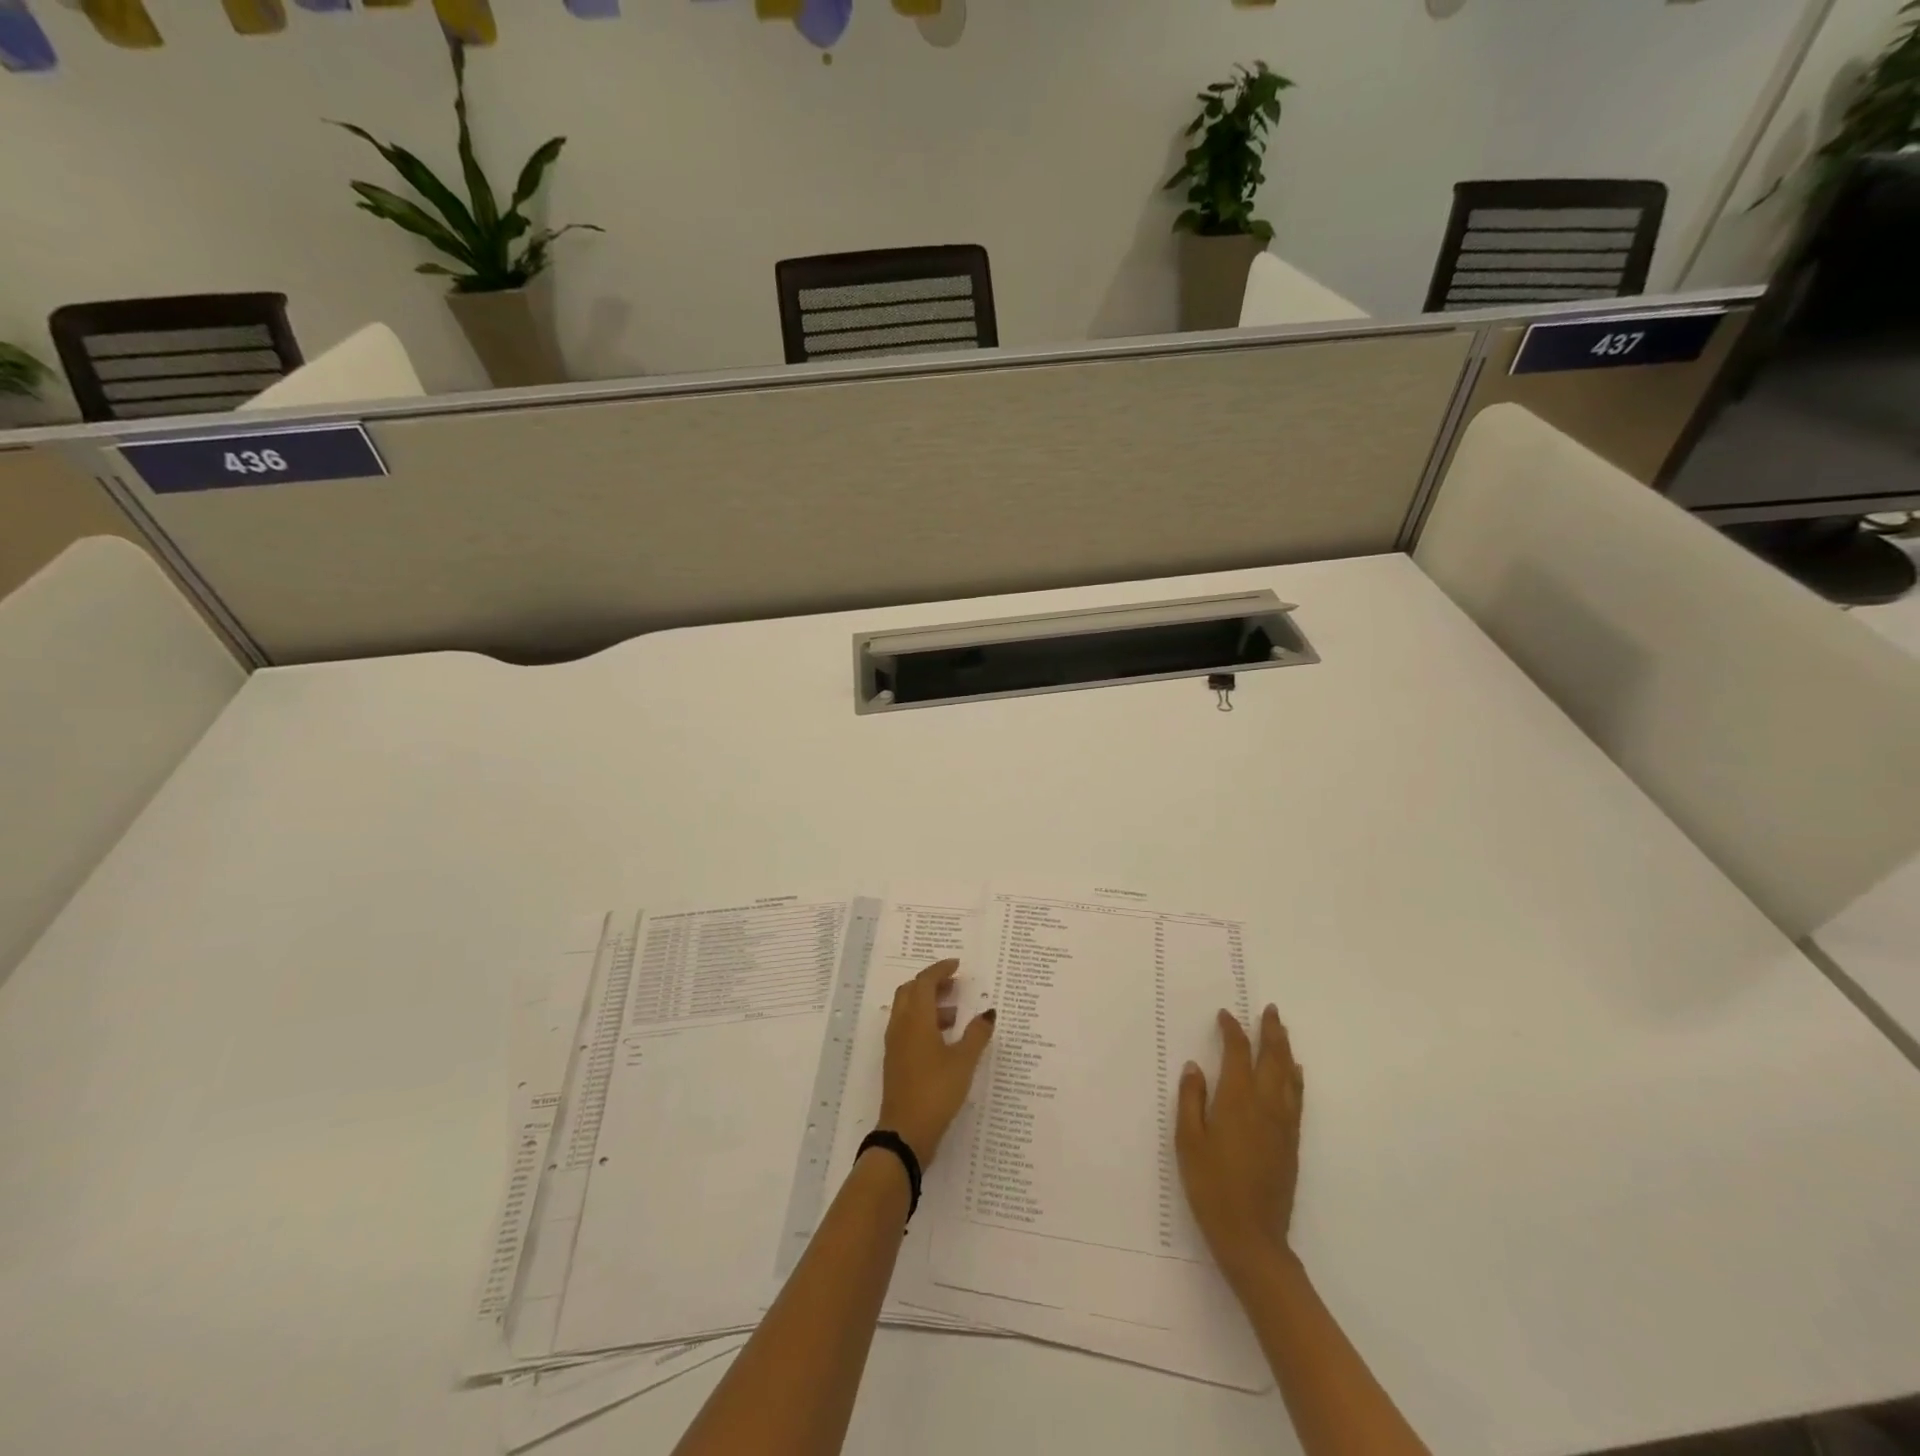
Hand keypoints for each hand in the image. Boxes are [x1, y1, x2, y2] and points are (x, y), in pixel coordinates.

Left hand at [876, 958, 995, 1165]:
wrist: (905, 1133)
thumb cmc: (936, 1091)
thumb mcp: (964, 1062)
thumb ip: (977, 1034)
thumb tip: (988, 1013)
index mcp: (915, 1019)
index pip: (924, 982)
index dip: (940, 970)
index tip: (957, 966)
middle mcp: (901, 1026)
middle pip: (911, 991)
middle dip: (931, 983)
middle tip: (954, 985)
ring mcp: (895, 1044)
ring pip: (907, 1010)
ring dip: (927, 1004)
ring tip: (954, 1013)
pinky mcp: (896, 1061)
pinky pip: (907, 1028)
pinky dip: (923, 1022)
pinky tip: (944, 1039)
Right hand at [1176, 1005, 1304, 1288]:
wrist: (1252, 1237)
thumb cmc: (1211, 1186)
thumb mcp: (1188, 1141)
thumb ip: (1191, 1099)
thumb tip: (1196, 1066)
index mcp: (1237, 1099)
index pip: (1238, 1052)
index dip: (1232, 1030)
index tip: (1225, 1015)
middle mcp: (1265, 1105)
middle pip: (1272, 1058)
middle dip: (1271, 1031)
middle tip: (1270, 1010)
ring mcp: (1283, 1124)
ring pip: (1288, 1076)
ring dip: (1285, 1050)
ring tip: (1282, 1032)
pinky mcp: (1291, 1143)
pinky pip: (1296, 1098)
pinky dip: (1295, 1078)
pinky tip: (1294, 1074)